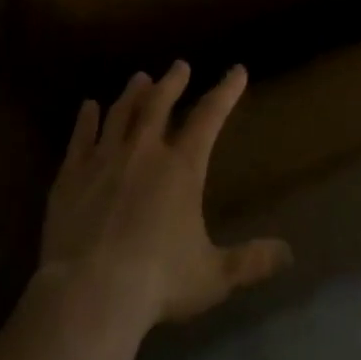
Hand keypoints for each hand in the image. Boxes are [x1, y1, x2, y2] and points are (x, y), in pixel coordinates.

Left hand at [38, 61, 291, 331]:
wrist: (89, 294)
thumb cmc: (157, 282)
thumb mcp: (213, 276)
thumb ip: (250, 261)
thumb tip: (289, 253)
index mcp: (182, 168)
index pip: (209, 117)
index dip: (225, 91)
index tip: (236, 71)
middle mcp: (144, 152)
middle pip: (159, 104)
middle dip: (172, 82)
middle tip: (179, 65)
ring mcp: (104, 160)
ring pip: (120, 113)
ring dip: (132, 94)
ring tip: (139, 78)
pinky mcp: (71, 176)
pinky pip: (81, 138)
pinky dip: (86, 120)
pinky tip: (88, 107)